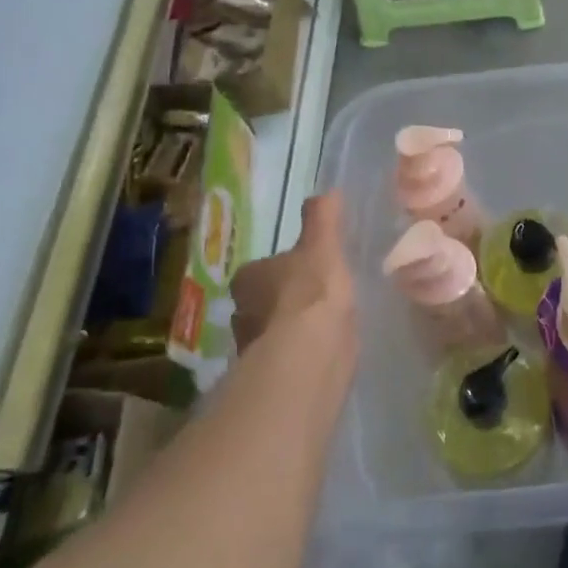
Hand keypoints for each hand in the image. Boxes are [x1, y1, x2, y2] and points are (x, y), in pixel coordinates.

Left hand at [230, 191, 354, 352]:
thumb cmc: (312, 290)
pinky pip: (285, 357)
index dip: (280, 269)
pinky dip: (299, 353)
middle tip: (311, 297)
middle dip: (281, 300)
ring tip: (320, 326)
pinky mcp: (270, 375)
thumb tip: (327, 192)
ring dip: (289, 329)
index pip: (258, 270)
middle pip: (260, 301)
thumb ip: (323, 218)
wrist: (311, 352)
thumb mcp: (322, 245)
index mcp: (247, 278)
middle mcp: (240, 312)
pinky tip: (321, 350)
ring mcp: (252, 348)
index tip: (302, 270)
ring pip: (271, 332)